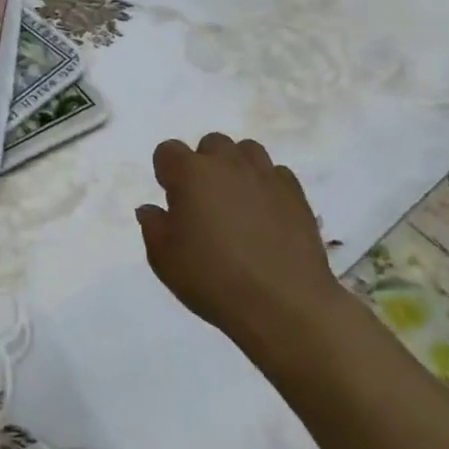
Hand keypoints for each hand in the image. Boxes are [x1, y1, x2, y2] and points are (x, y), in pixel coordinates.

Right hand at [137, 134, 348, 369]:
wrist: (284, 305)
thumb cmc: (213, 279)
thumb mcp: (164, 259)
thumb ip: (153, 226)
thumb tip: (152, 209)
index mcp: (190, 173)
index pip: (167, 150)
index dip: (166, 171)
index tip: (172, 200)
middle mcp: (227, 164)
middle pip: (211, 144)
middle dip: (204, 164)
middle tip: (204, 201)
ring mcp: (266, 176)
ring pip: (247, 151)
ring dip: (237, 167)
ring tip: (237, 200)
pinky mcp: (296, 194)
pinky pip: (277, 175)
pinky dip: (267, 186)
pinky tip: (266, 214)